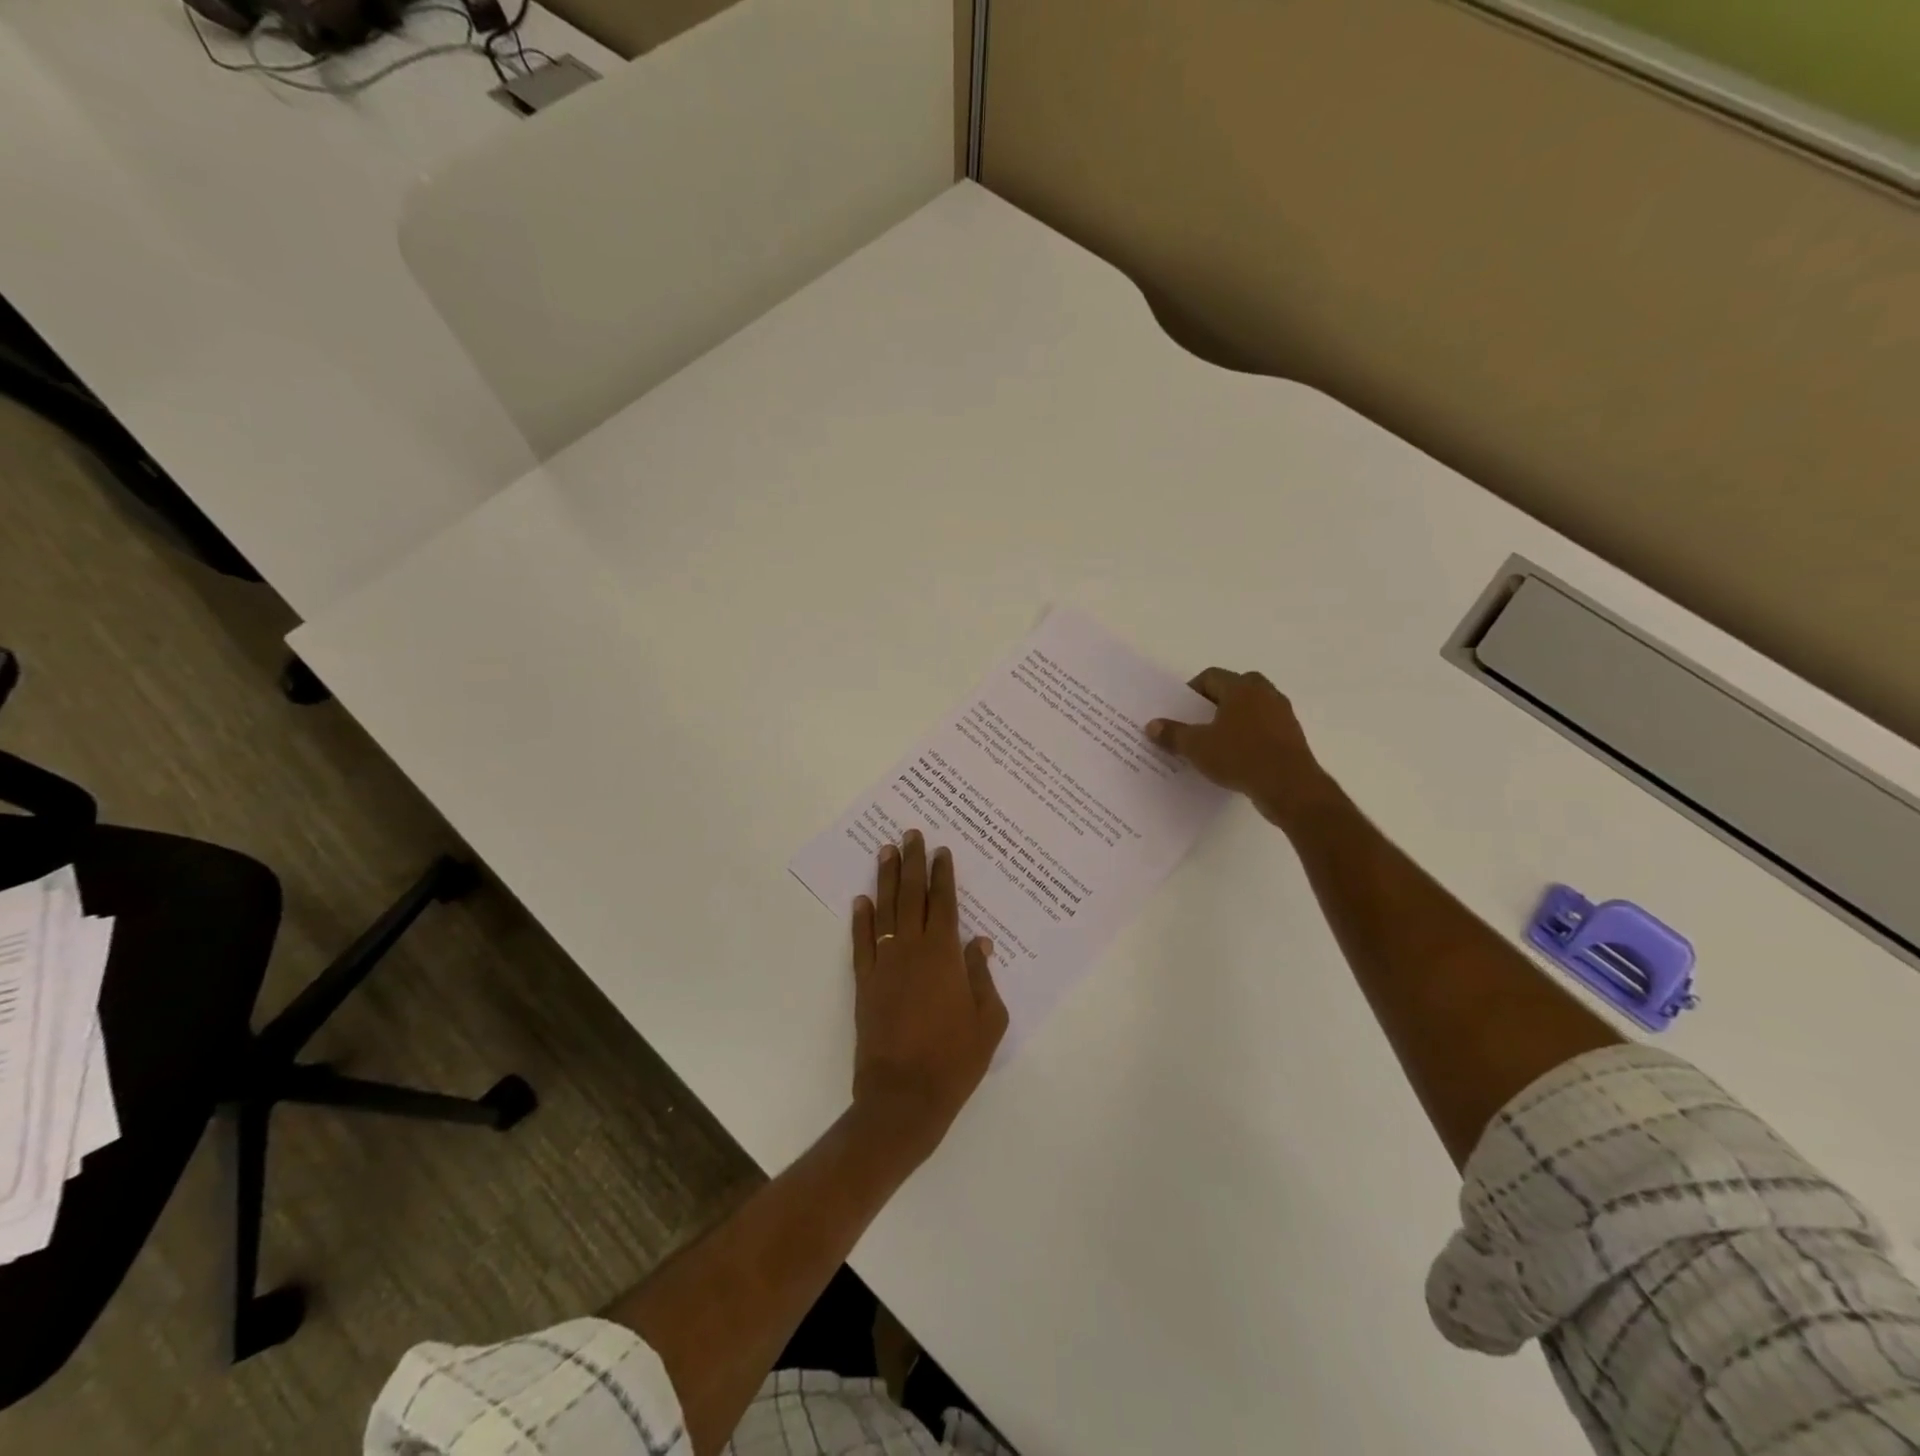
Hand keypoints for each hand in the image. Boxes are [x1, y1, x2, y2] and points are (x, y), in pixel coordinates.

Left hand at [849, 830, 1007, 1165]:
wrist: (904, 1096)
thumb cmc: (954, 1060)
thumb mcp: (988, 1021)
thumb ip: (982, 977)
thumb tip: (979, 943)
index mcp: (944, 956)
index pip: (945, 903)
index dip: (942, 875)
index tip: (941, 850)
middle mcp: (912, 950)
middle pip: (912, 896)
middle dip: (912, 863)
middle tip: (911, 834)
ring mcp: (884, 965)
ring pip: (884, 910)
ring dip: (885, 879)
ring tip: (885, 851)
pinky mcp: (864, 983)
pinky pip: (862, 942)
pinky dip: (861, 919)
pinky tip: (860, 900)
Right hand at [1147, 668, 1335, 829]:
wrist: (1289, 786)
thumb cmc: (1240, 757)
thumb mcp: (1197, 747)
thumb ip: (1173, 734)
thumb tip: (1152, 725)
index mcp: (1241, 688)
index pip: (1211, 676)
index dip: (1192, 690)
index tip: (1181, 710)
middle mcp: (1265, 693)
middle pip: (1235, 687)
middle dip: (1216, 701)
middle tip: (1199, 720)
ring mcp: (1282, 714)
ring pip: (1253, 706)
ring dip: (1235, 718)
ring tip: (1217, 740)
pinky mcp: (1292, 735)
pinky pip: (1265, 726)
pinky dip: (1251, 734)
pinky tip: (1238, 755)